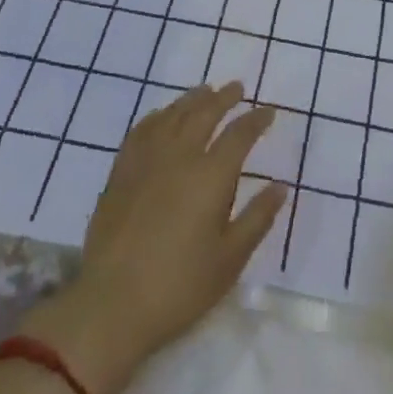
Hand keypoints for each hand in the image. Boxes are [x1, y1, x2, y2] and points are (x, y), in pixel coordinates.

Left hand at [29, 82, 285, 393]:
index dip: (256, 120)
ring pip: (173, 115)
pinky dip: (157, 116)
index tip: (268, 112)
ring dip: (192, 99)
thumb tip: (280, 187)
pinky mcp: (121, 172)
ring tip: (204, 91)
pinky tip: (162, 116)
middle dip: (224, 98)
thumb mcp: (230, 260)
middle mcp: (180, 156)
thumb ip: (257, 218)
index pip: (239, 134)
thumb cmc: (179, 287)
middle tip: (237, 88)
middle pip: (205, 113)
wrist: (112, 305)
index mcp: (211, 175)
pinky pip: (141, 130)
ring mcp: (146, 160)